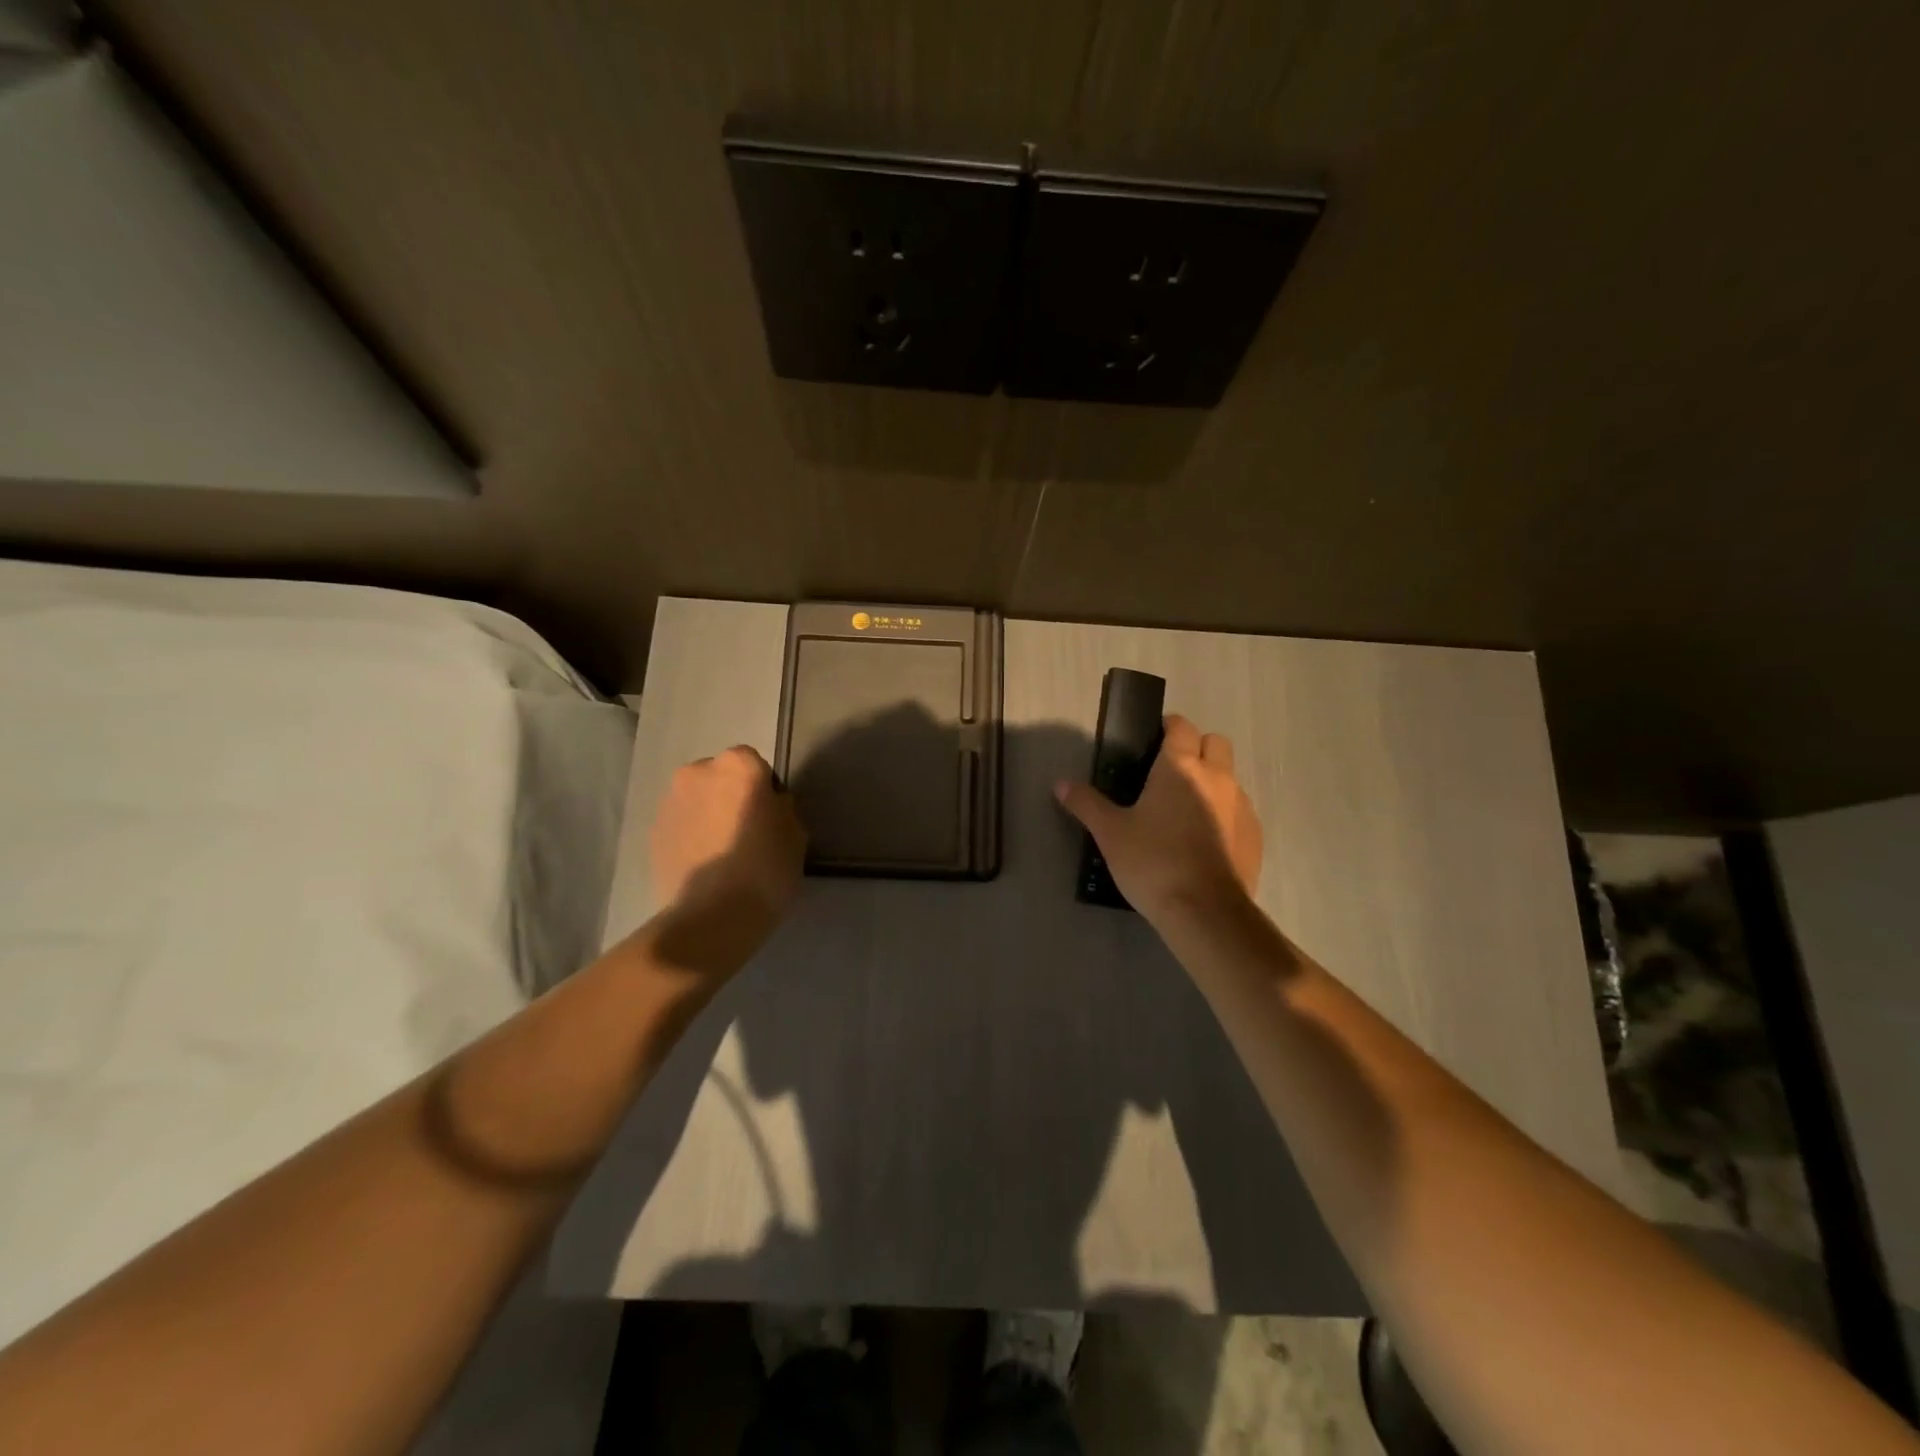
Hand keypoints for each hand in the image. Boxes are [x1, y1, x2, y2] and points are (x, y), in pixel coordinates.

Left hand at [650, 746, 805, 933]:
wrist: (711, 916)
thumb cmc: (765, 869)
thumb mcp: (796, 835)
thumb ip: (782, 809)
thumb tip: (770, 805)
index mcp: (738, 765)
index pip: (755, 764)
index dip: (764, 788)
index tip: (770, 816)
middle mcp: (698, 772)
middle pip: (720, 777)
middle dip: (731, 796)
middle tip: (746, 831)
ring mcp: (670, 802)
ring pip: (697, 800)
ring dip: (708, 815)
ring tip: (723, 852)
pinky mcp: (652, 832)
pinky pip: (680, 825)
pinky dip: (690, 836)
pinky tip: (704, 865)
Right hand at [1056, 714, 1262, 924]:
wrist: (1204, 911)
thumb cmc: (1152, 861)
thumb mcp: (1110, 833)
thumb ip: (1087, 804)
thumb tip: (1059, 783)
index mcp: (1180, 767)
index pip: (1181, 727)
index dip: (1167, 728)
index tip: (1151, 741)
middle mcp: (1217, 777)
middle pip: (1215, 743)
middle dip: (1196, 748)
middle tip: (1169, 773)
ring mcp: (1241, 806)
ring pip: (1230, 777)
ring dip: (1212, 782)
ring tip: (1184, 811)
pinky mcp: (1254, 835)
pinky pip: (1239, 811)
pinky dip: (1224, 814)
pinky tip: (1204, 841)